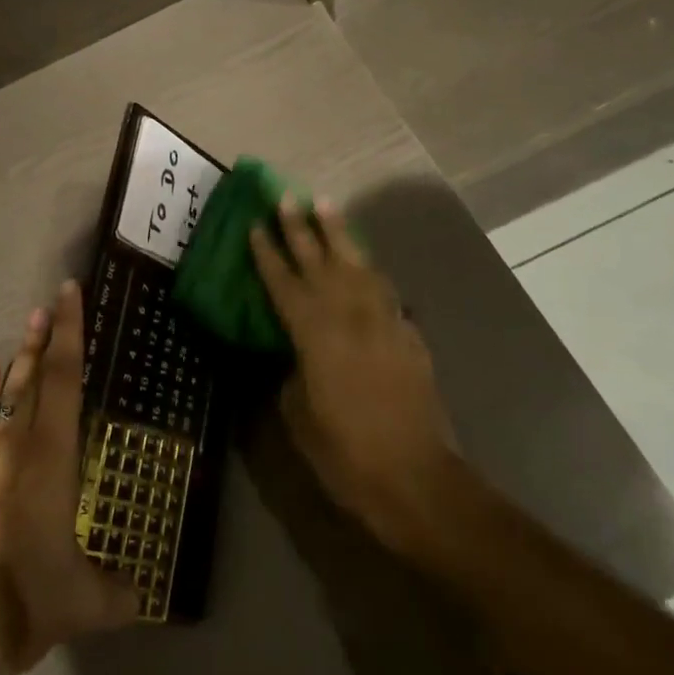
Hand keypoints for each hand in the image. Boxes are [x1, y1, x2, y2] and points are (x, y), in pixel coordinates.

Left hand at [0, 283, 138, 674]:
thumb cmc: (14, 599)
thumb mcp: (77, 605)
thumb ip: (115, 595)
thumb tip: (143, 597)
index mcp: (50, 455)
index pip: (65, 378)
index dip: (70, 332)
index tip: (69, 291)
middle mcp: (14, 440)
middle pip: (34, 375)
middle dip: (46, 337)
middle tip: (51, 300)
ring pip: (4, 392)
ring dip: (19, 358)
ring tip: (28, 324)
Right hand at [250, 199, 460, 556]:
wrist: (418, 479)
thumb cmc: (346, 453)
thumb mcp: (300, 416)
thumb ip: (292, 373)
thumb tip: (294, 355)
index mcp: (313, 333)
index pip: (283, 282)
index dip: (267, 252)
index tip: (255, 223)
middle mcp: (347, 315)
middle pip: (319, 260)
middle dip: (300, 227)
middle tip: (287, 196)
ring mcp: (382, 320)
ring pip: (356, 263)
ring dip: (338, 233)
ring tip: (325, 205)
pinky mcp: (407, 333)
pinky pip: (383, 288)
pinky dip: (368, 268)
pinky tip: (362, 261)